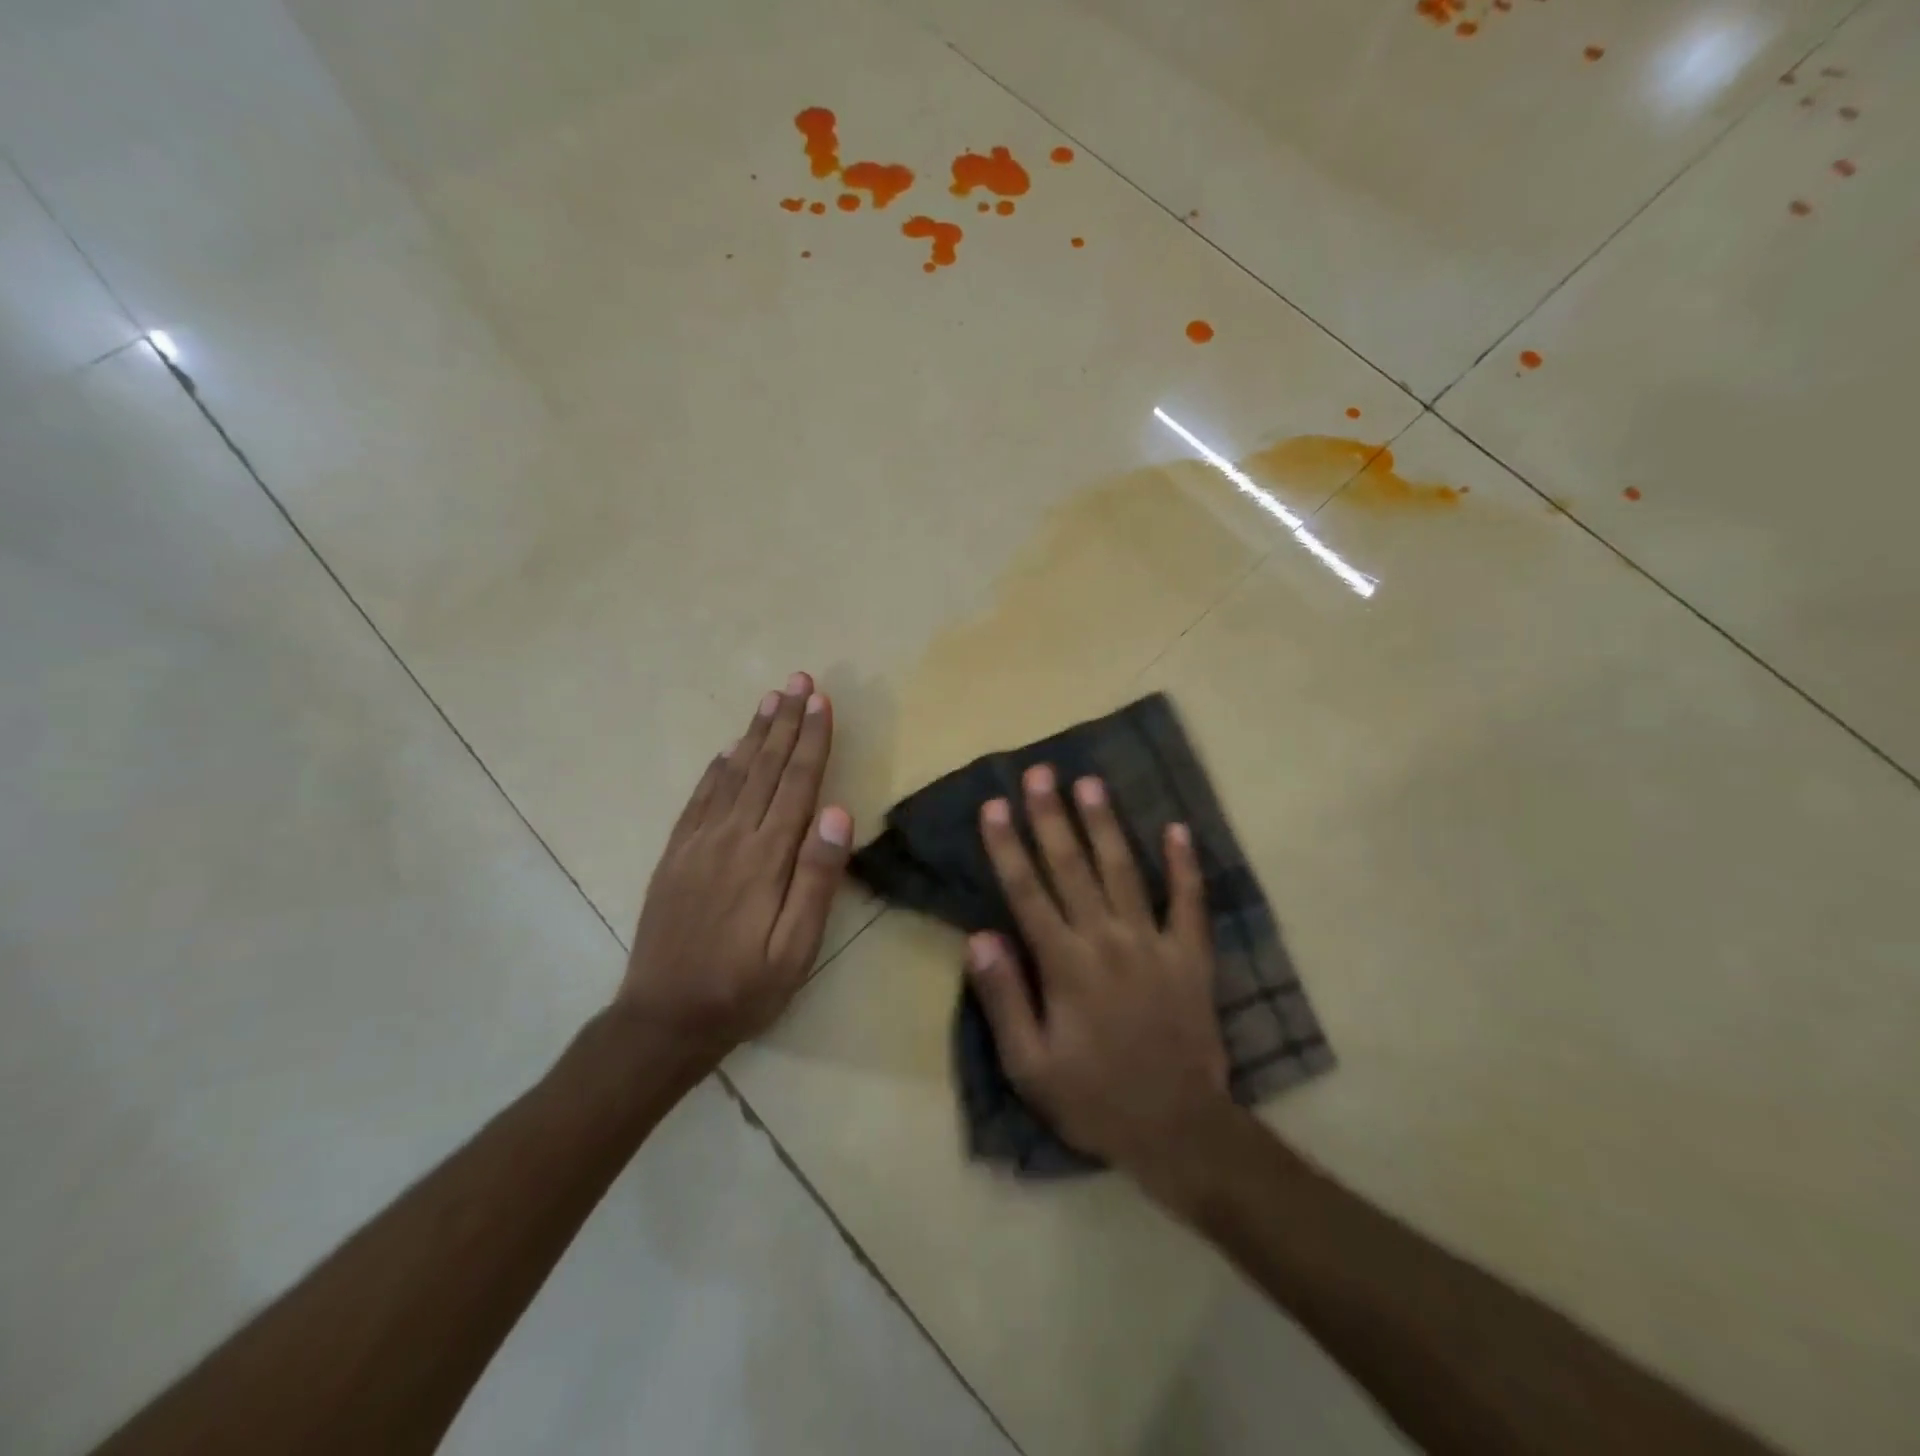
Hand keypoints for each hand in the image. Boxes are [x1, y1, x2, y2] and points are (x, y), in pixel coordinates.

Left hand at [620, 673, 852, 1058]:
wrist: (663, 1019)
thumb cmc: (743, 988)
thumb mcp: (796, 948)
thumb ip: (817, 878)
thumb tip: (837, 811)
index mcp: (765, 856)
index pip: (796, 783)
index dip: (812, 740)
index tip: (822, 701)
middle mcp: (731, 837)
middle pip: (764, 767)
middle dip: (785, 721)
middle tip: (799, 680)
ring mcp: (697, 843)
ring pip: (732, 774)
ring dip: (754, 734)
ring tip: (770, 699)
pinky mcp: (675, 855)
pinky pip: (699, 799)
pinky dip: (717, 768)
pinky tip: (726, 751)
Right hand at [968, 764, 1230, 1180]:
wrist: (1178, 1129)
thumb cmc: (1094, 1099)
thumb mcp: (1030, 1066)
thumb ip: (1004, 998)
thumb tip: (979, 936)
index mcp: (1065, 964)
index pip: (1027, 892)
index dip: (1009, 846)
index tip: (995, 805)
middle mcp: (1108, 940)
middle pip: (1073, 867)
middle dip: (1052, 817)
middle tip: (1040, 773)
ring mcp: (1154, 943)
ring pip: (1124, 871)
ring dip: (1105, 825)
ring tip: (1090, 783)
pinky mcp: (1192, 955)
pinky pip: (1190, 902)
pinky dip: (1185, 864)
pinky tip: (1178, 828)